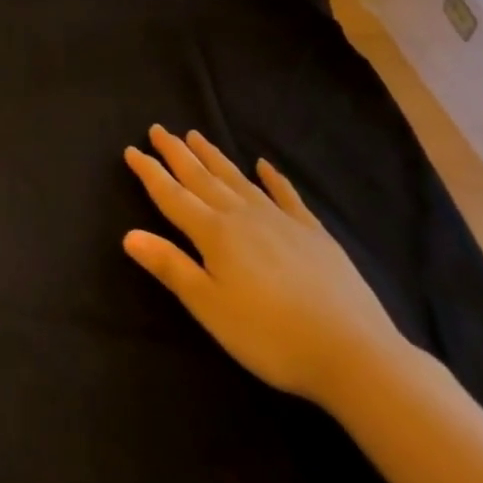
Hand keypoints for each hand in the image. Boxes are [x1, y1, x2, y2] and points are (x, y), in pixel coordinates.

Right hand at [123, 125, 405, 408]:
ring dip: (213, 156)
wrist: (354, 353)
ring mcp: (280, 220)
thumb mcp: (210, 307)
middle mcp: (242, 215)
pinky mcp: (313, 233)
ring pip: (237, 178)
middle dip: (176, 154)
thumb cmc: (270, 335)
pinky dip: (273, 178)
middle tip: (158, 129)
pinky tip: (264, 165)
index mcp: (214, 233)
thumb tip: (128, 233)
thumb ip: (170, 267)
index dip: (149, 172)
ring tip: (195, 135)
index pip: (172, 195)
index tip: (131, 149)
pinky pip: (286, 195)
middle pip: (202, 177)